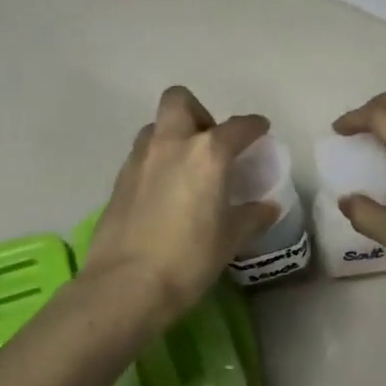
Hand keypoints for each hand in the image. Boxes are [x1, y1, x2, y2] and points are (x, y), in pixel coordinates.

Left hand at [83, 86, 277, 323]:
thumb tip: (267, 208)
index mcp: (208, 154)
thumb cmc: (189, 259)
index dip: (252, 126)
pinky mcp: (118, 181)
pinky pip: (141, 156)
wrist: (126, 284)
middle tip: (210, 142)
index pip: (237, 127)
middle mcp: (171, 145)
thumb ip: (250, 217)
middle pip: (180, 101)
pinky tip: (164, 191)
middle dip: (198, 112)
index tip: (260, 130)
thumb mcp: (229, 240)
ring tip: (185, 167)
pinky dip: (156, 162)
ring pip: (156, 127)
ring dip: (172, 135)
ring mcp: (139, 160)